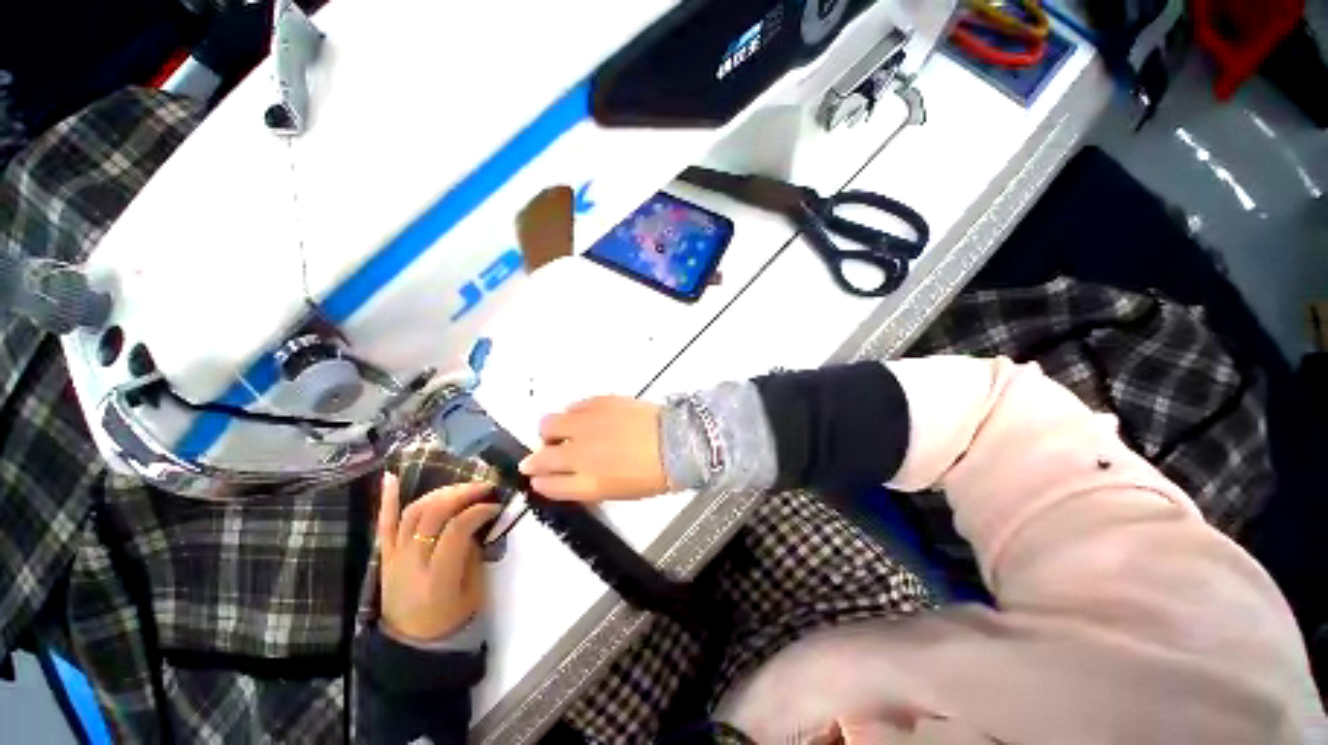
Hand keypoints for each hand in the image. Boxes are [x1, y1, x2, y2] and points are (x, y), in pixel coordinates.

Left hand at [376, 474, 500, 643]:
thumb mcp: (474, 589)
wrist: (412, 643)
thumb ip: (473, 552)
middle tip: (483, 487)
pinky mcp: (385, 556)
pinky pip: (384, 524)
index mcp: (437, 577)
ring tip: (460, 487)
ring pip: (412, 513)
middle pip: (432, 515)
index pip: (455, 531)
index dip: (477, 511)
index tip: (495, 505)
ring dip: (439, 493)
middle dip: (461, 494)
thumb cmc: (451, 617)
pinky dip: (388, 500)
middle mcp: (411, 563)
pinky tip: (391, 477)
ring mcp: (394, 557)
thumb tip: (478, 520)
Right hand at [518, 396, 667, 500]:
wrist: (677, 441)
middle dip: (535, 460)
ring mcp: (587, 426)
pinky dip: (572, 414)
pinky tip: (583, 418)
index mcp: (587, 483)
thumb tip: (570, 479)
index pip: (548, 485)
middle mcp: (580, 454)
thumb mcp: (619, 491)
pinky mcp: (599, 402)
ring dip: (550, 432)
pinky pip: (573, 406)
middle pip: (540, 457)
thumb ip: (588, 486)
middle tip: (542, 456)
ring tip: (563, 433)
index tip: (538, 478)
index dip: (540, 481)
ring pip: (548, 425)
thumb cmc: (654, 474)